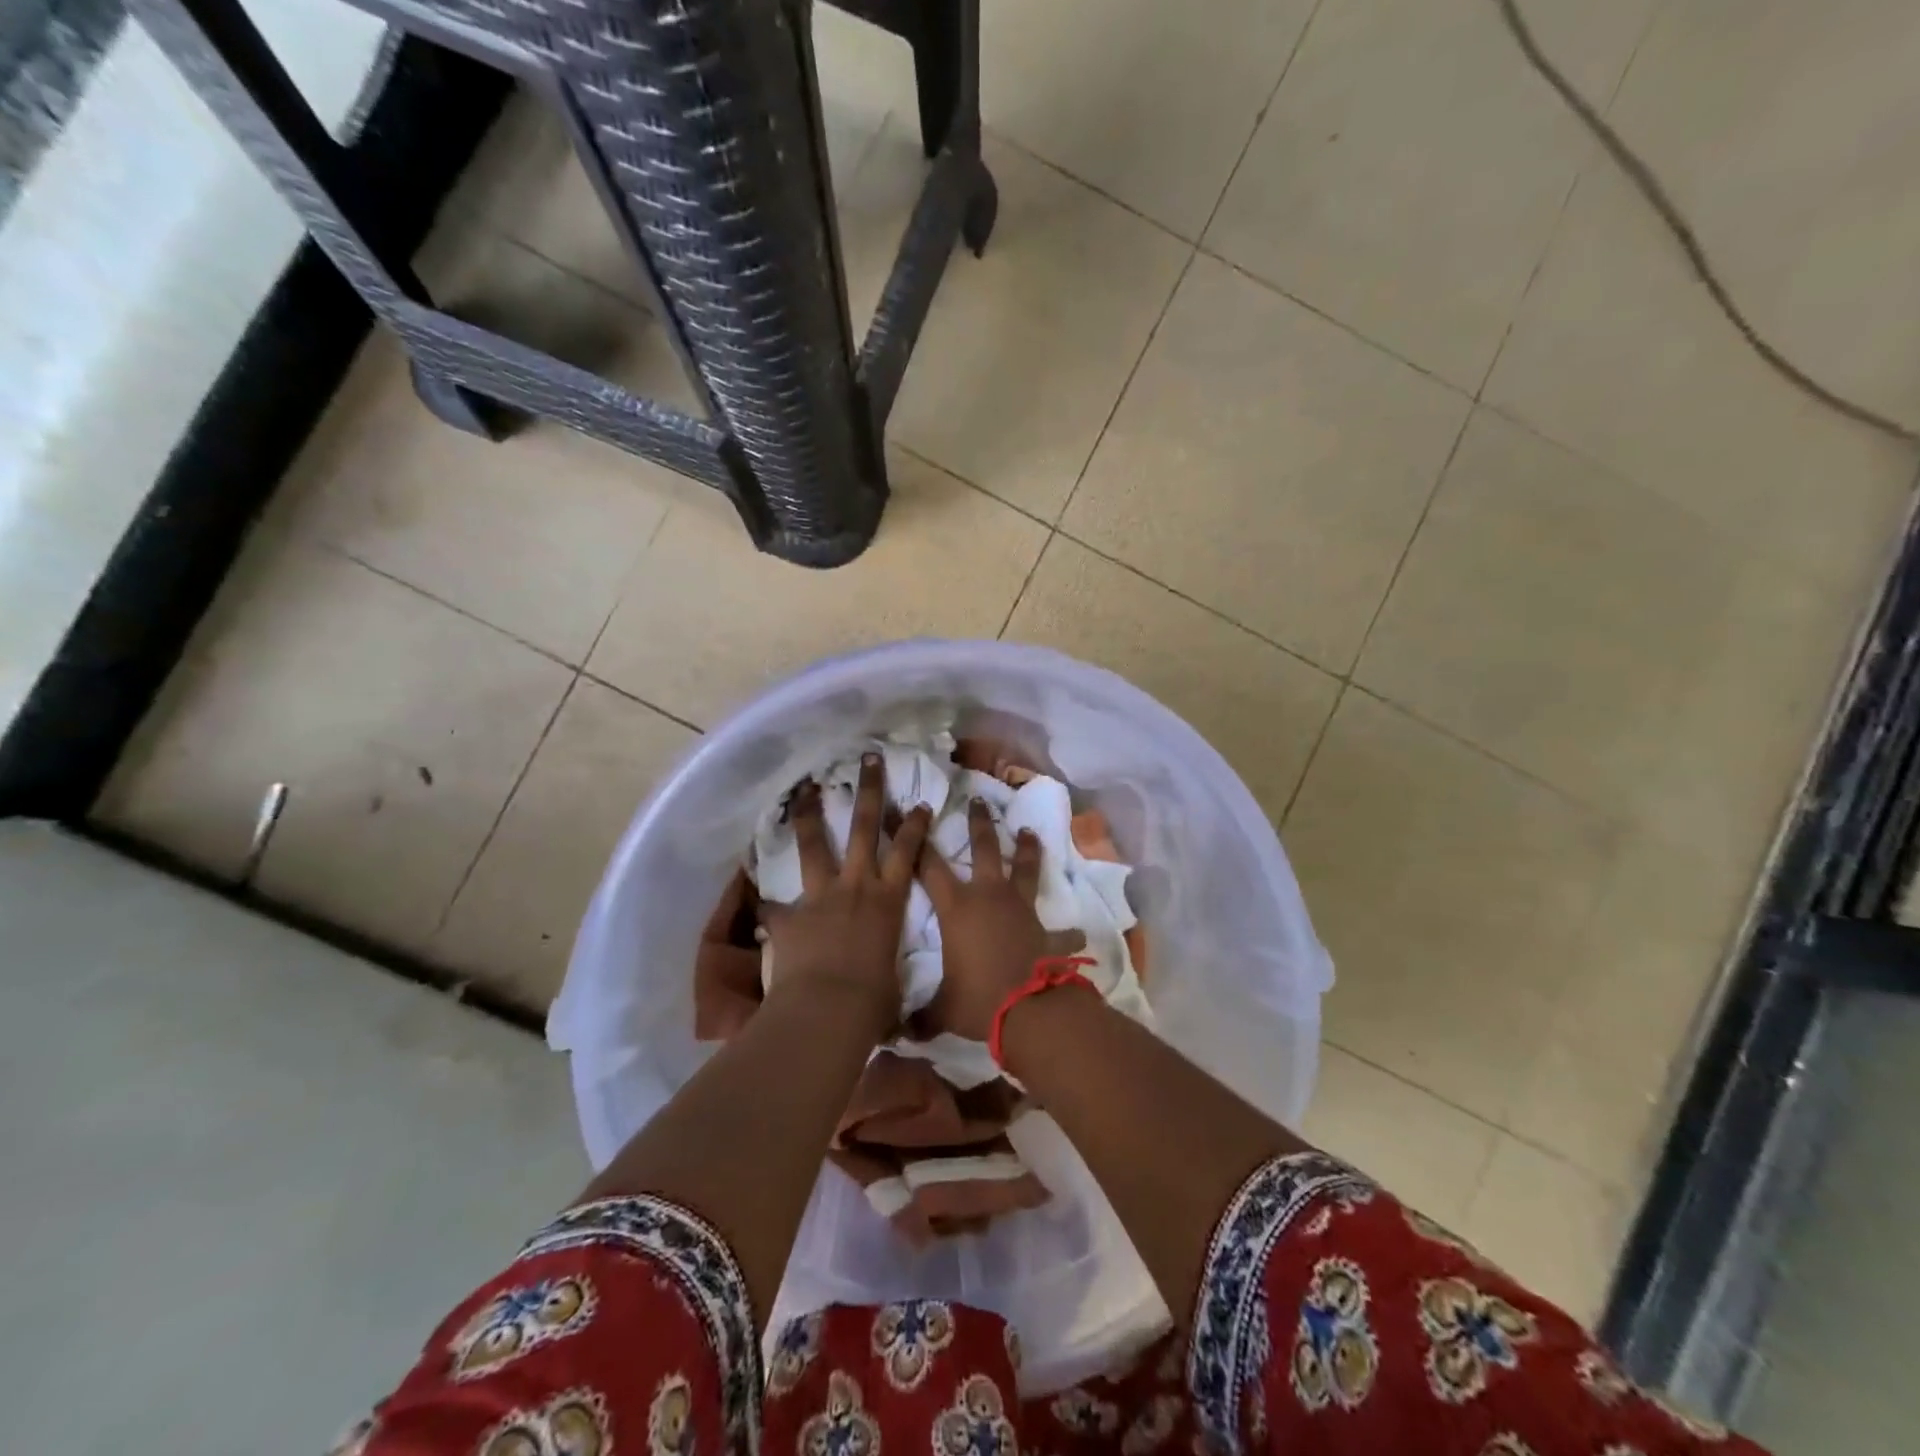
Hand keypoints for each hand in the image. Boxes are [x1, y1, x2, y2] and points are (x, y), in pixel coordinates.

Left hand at [762, 754, 931, 1036]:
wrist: (827, 1011)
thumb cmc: (873, 1001)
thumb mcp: (892, 985)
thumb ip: (887, 974)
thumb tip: (890, 997)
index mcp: (888, 900)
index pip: (907, 851)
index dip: (914, 825)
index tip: (919, 803)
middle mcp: (856, 886)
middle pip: (863, 827)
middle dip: (868, 790)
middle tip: (868, 759)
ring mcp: (820, 896)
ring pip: (814, 844)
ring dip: (809, 814)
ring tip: (805, 787)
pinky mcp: (789, 916)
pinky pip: (772, 904)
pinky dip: (765, 901)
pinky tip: (753, 892)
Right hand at [916, 799, 1085, 1040]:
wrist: (1029, 1011)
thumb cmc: (977, 1000)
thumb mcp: (941, 1010)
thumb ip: (920, 1017)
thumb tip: (898, 1035)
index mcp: (957, 907)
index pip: (927, 866)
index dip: (912, 839)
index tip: (904, 810)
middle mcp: (989, 897)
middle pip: (982, 849)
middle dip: (978, 823)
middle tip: (976, 799)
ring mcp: (1021, 909)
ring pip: (1024, 869)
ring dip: (1026, 850)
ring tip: (1029, 831)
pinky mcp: (1046, 929)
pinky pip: (1060, 929)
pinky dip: (1068, 932)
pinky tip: (1079, 933)